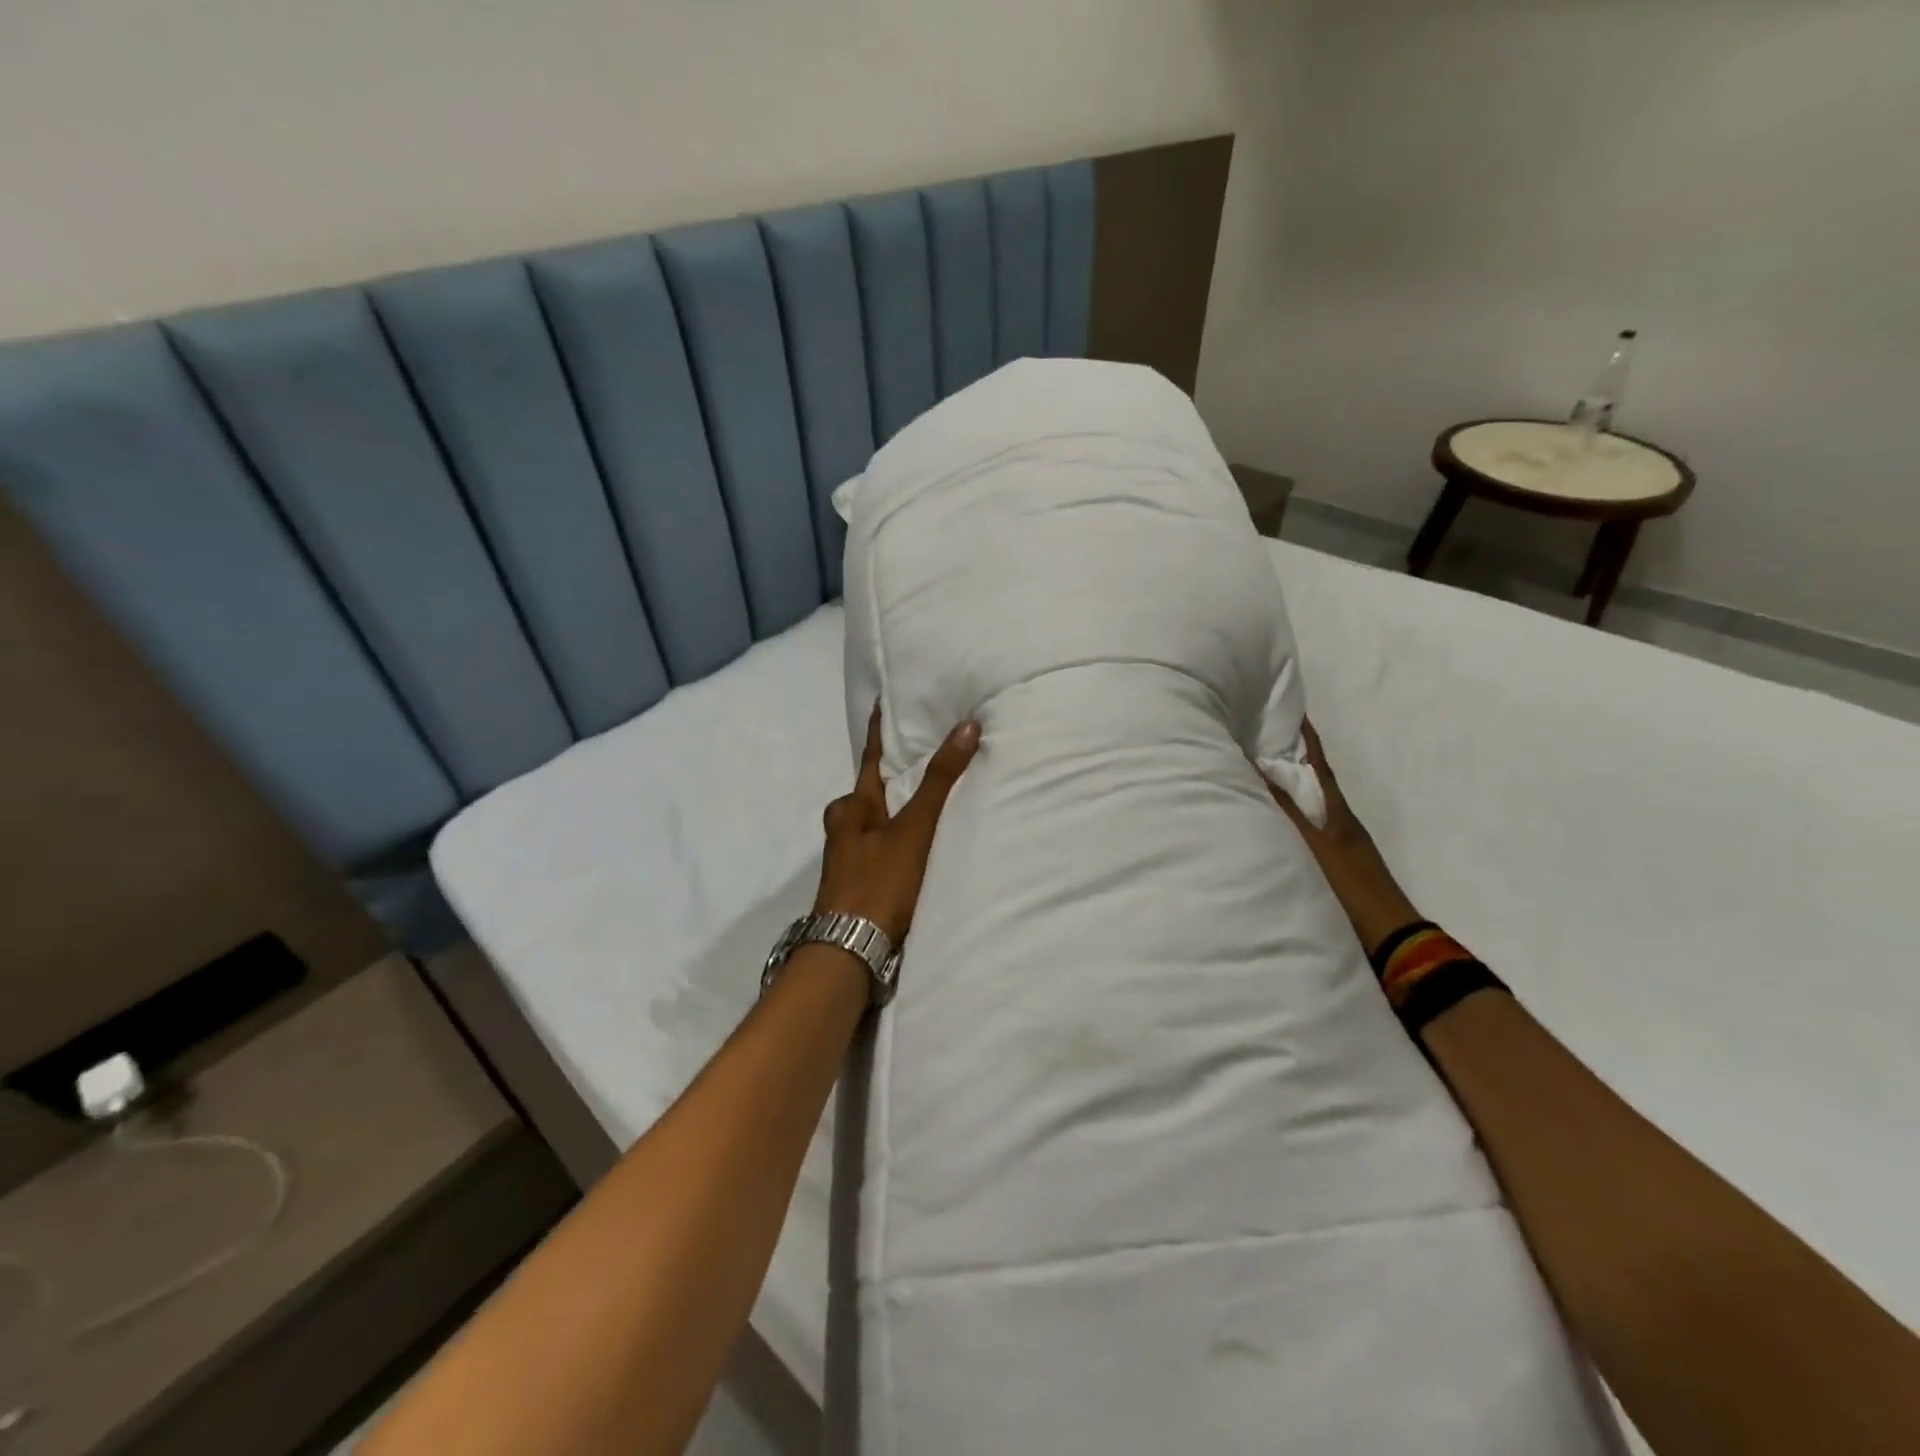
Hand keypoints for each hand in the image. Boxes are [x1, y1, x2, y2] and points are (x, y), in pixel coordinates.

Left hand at [814, 705, 980, 945]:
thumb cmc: (880, 880)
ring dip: (897, 809)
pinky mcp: (861, 885)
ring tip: (928, 799)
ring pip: (875, 821)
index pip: (871, 757)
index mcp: (851, 806)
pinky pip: (884, 848)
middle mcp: (845, 828)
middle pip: (869, 791)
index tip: (883, 702)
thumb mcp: (914, 827)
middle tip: (919, 756)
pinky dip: (901, 838)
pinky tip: (920, 846)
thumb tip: (966, 726)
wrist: (851, 950)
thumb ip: (941, 780)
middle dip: (890, 775)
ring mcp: (850, 859)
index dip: (879, 730)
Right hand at [1258, 720, 1419, 958]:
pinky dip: (1288, 813)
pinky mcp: (1332, 862)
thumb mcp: (1315, 845)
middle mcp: (1338, 819)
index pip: (1319, 762)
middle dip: (1291, 756)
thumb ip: (1285, 810)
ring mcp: (1338, 841)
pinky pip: (1306, 824)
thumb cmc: (1350, 885)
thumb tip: (1256, 769)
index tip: (1291, 709)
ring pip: (1309, 801)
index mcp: (1337, 809)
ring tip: (1257, 771)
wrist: (1389, 935)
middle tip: (1261, 736)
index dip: (1306, 737)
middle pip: (1314, 779)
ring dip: (1288, 784)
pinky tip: (1270, 819)